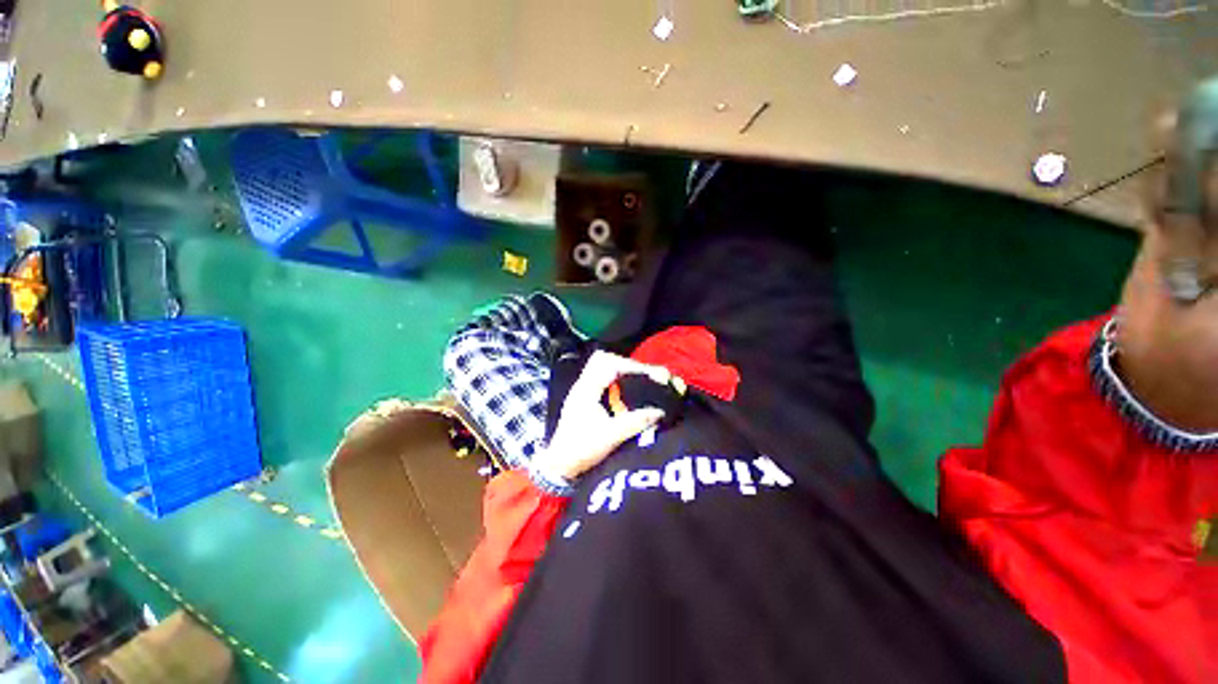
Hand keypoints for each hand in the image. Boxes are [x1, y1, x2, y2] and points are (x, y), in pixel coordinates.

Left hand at [532, 351, 668, 482]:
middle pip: (604, 359)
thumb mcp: (611, 436)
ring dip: (621, 371)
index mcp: (586, 390)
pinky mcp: (584, 398)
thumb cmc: (581, 450)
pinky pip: (602, 379)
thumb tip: (660, 412)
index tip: (649, 375)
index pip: (609, 363)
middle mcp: (583, 385)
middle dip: (626, 364)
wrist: (560, 466)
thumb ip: (636, 422)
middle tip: (645, 376)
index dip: (631, 366)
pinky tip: (627, 394)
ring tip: (639, 382)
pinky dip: (616, 381)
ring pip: (601, 367)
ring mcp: (582, 391)